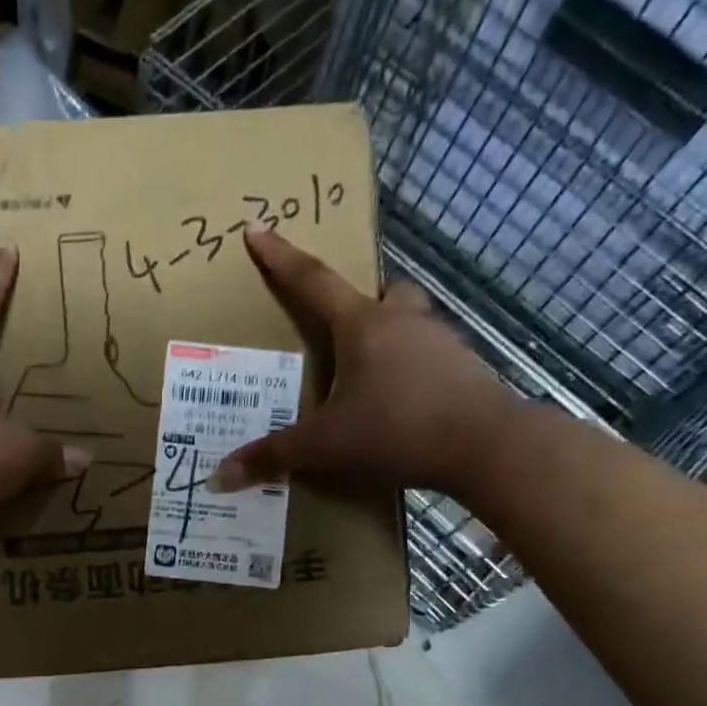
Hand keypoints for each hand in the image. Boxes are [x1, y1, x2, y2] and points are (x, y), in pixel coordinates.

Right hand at [211, 228, 519, 495]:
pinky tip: (399, 405)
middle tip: (341, 332)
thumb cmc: (397, 430)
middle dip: (358, 304)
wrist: (486, 446)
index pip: (312, 281)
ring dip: (387, 339)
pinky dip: (410, 371)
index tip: (258, 229)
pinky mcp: (464, 369)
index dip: (281, 258)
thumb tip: (220, 476)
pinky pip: (428, 357)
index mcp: (362, 326)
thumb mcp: (325, 446)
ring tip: (366, 379)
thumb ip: (273, 457)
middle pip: (378, 293)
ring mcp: (440, 342)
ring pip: (408, 323)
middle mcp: (403, 321)